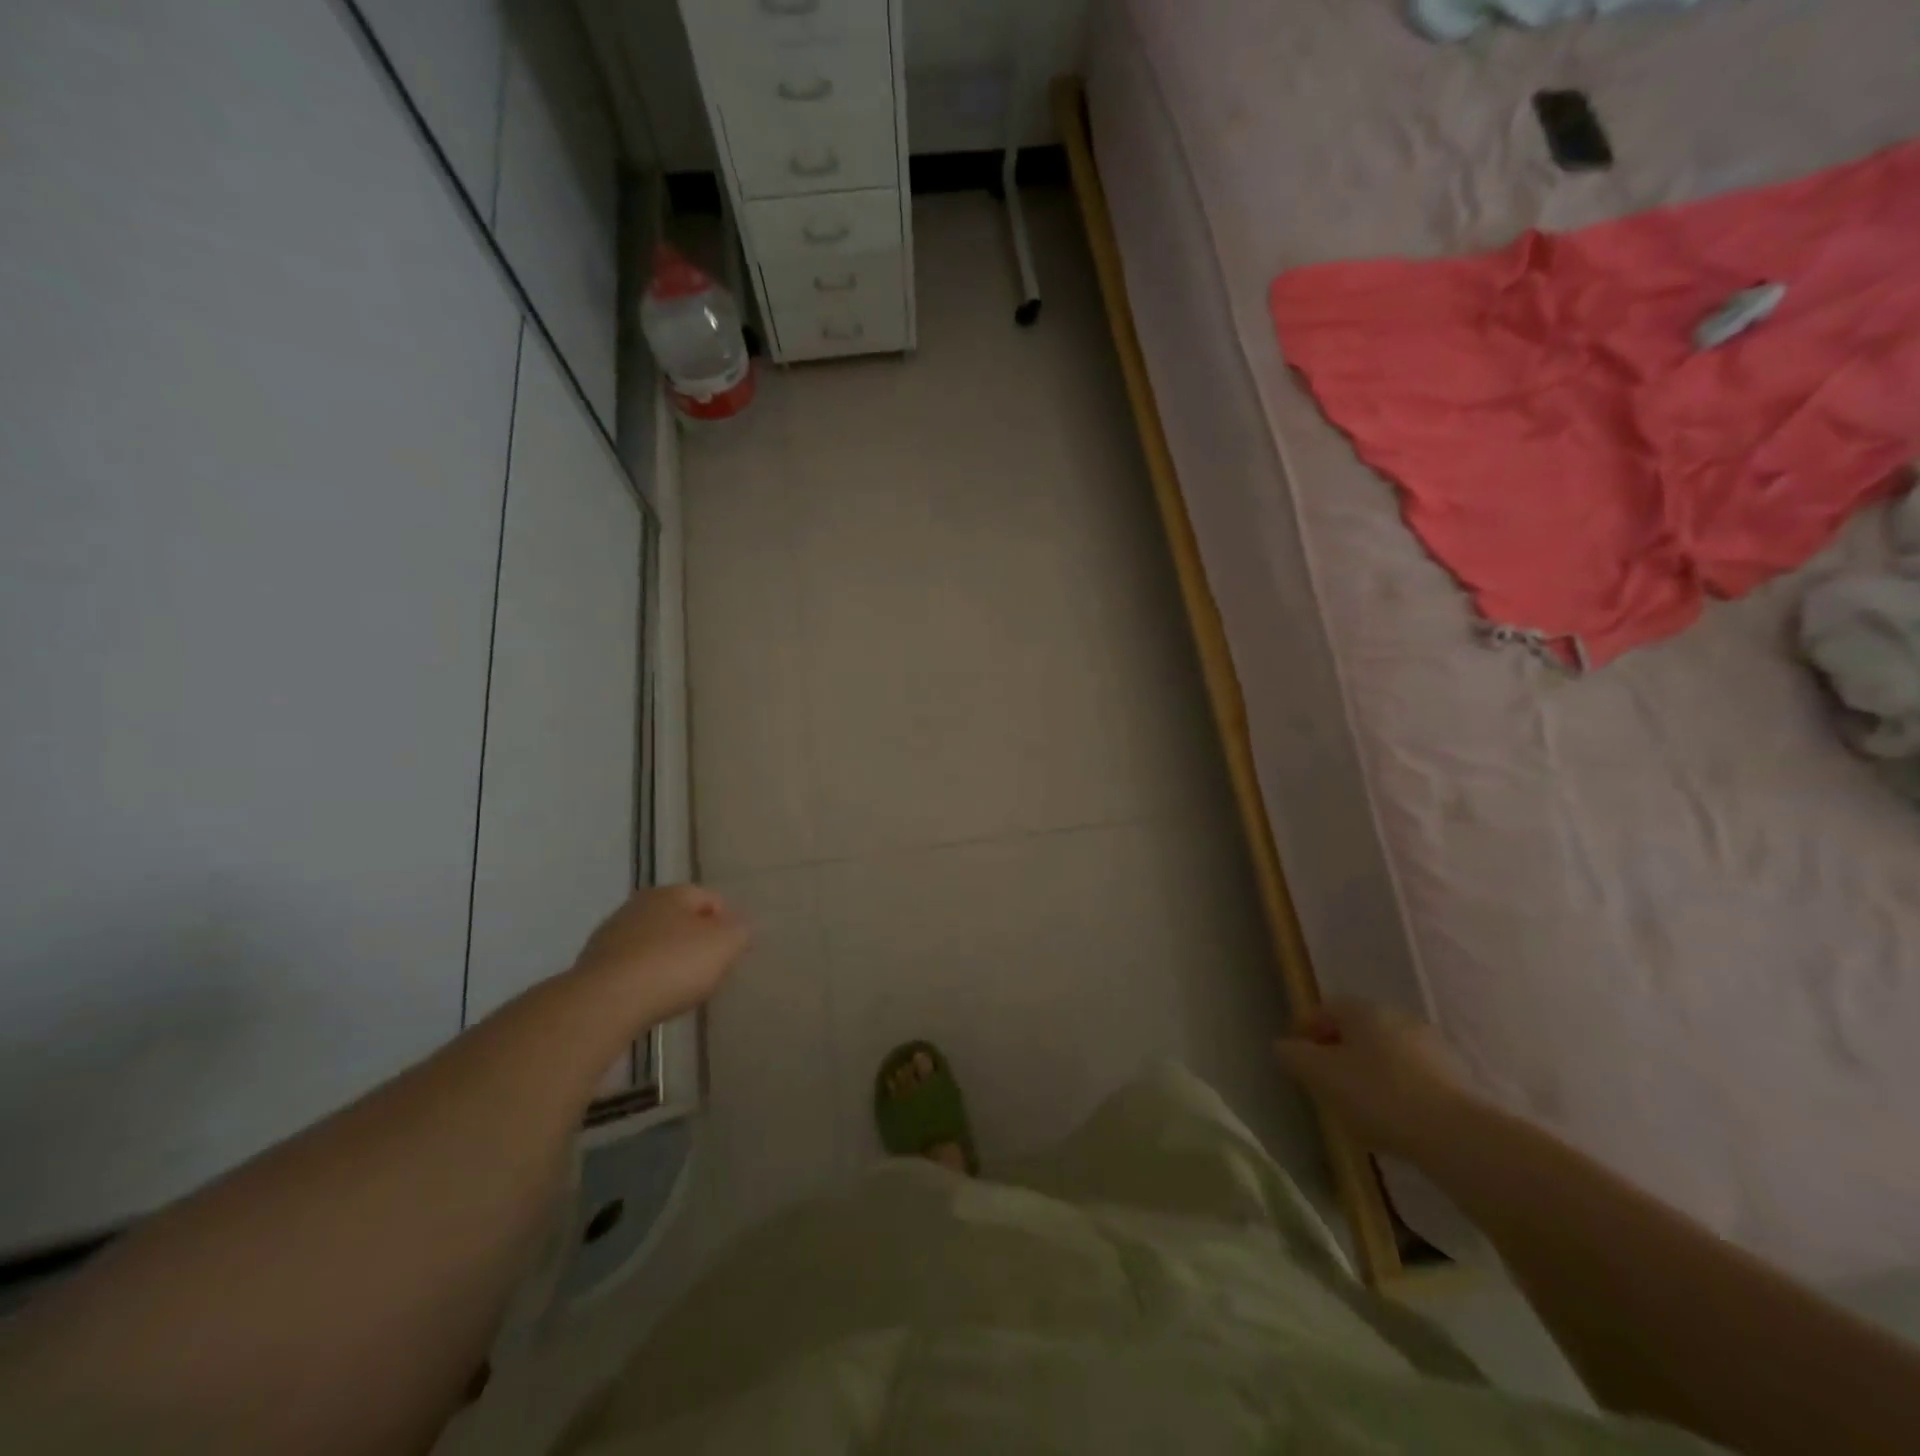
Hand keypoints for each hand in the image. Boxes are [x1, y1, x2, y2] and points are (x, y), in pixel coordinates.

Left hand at [570, 884, 749, 1025]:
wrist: (604, 1004)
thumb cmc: (673, 965)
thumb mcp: (725, 944)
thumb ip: (741, 931)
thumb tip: (739, 928)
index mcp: (672, 892)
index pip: (711, 899)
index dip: (728, 923)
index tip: (734, 953)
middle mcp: (639, 905)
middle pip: (680, 920)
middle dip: (697, 941)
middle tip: (711, 970)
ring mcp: (611, 935)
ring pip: (653, 943)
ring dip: (668, 960)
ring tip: (680, 989)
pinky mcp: (593, 966)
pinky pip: (632, 968)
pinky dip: (645, 979)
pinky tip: (651, 999)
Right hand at [1275, 999, 1484, 1158]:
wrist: (1457, 1137)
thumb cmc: (1378, 1096)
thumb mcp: (1320, 1076)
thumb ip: (1293, 1056)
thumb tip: (1284, 1047)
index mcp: (1363, 1010)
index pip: (1323, 1009)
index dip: (1303, 1030)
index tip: (1295, 1059)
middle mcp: (1397, 1016)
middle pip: (1355, 1029)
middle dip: (1335, 1051)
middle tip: (1322, 1081)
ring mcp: (1430, 1045)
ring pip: (1384, 1052)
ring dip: (1366, 1070)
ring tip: (1356, 1104)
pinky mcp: (1454, 1076)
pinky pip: (1410, 1074)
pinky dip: (1394, 1087)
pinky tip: (1391, 1117)